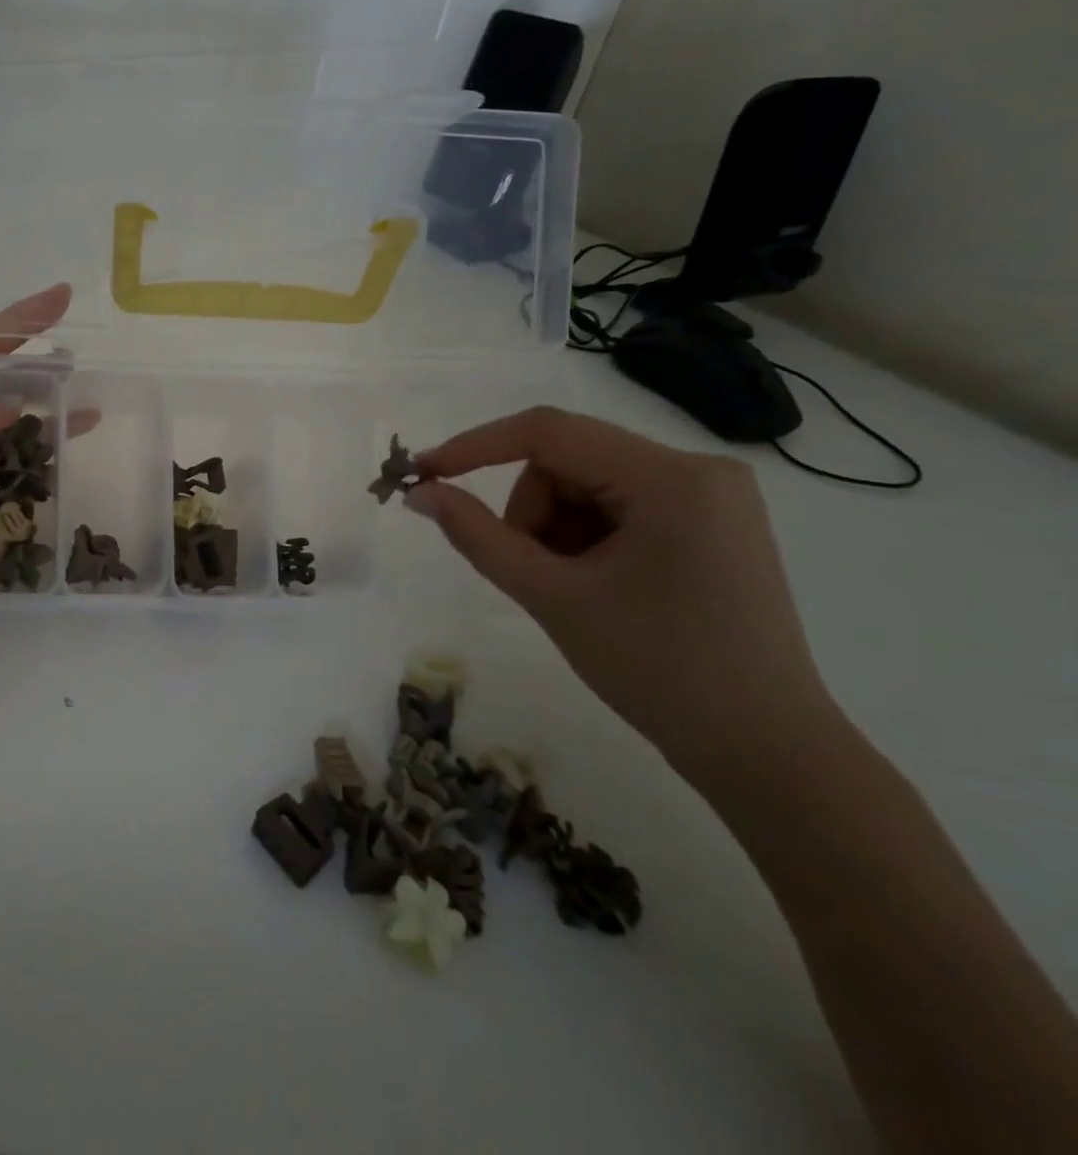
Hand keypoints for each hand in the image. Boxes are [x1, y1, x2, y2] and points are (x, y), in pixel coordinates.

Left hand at [0, 283, 71, 653]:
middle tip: (82, 371)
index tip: (60, 298)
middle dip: (39, 379)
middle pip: (0, 397)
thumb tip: (13, 407)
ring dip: (48, 432)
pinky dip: (38, 487)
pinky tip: (63, 479)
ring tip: (89, 419)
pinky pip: (10, 499)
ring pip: (12, 447)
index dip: (16, 323)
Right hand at [405, 407, 837, 782]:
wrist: (764, 752)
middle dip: (531, 513)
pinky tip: (598, 588)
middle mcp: (698, 471)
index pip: (549, 432)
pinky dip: (584, 541)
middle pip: (568, 462)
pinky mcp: (708, 526)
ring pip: (586, 486)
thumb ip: (478, 536)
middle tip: (531, 574)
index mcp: (671, 478)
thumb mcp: (552, 597)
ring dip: (555, 531)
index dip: (475, 447)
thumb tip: (419, 493)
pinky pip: (616, 508)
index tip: (423, 473)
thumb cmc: (658, 670)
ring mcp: (709, 498)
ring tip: (571, 590)